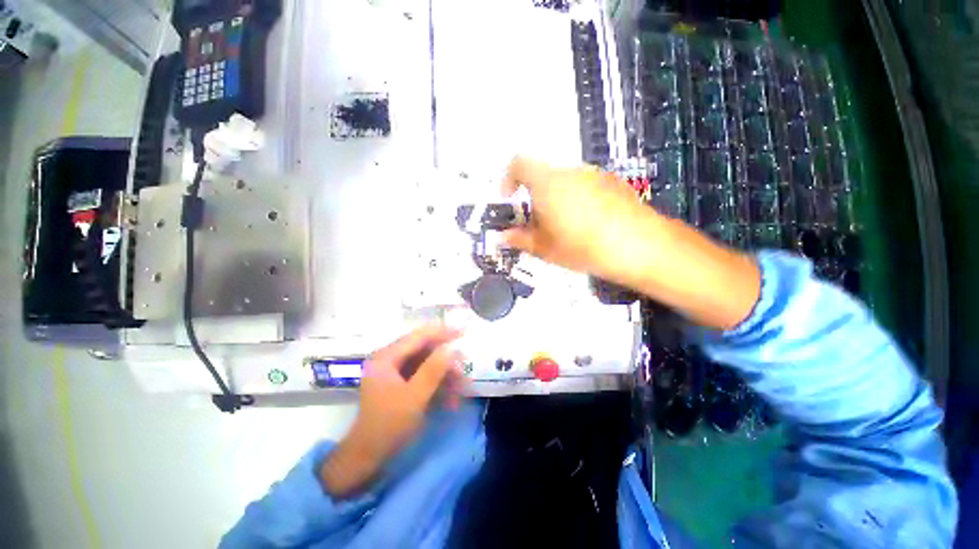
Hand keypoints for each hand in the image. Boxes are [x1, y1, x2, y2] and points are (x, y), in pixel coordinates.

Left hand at [320, 325, 462, 497]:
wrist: (368, 457)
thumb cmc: (388, 425)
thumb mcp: (414, 397)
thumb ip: (433, 370)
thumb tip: (452, 349)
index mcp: (386, 357)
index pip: (419, 336)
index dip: (443, 332)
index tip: (464, 332)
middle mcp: (390, 359)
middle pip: (424, 349)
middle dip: (446, 360)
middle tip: (464, 369)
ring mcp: (395, 371)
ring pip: (427, 363)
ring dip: (445, 375)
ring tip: (461, 389)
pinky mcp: (401, 383)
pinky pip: (424, 376)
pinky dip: (438, 385)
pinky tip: (451, 400)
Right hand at [501, 157, 659, 282]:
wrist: (640, 246)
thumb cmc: (583, 246)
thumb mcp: (545, 249)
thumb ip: (520, 239)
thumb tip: (503, 236)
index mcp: (547, 183)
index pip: (518, 163)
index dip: (508, 178)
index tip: (509, 200)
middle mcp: (569, 172)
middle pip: (542, 176)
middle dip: (534, 197)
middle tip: (537, 224)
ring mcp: (594, 175)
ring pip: (564, 182)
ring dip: (556, 199)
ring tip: (564, 228)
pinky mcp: (613, 182)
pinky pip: (585, 186)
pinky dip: (577, 200)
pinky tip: (588, 224)